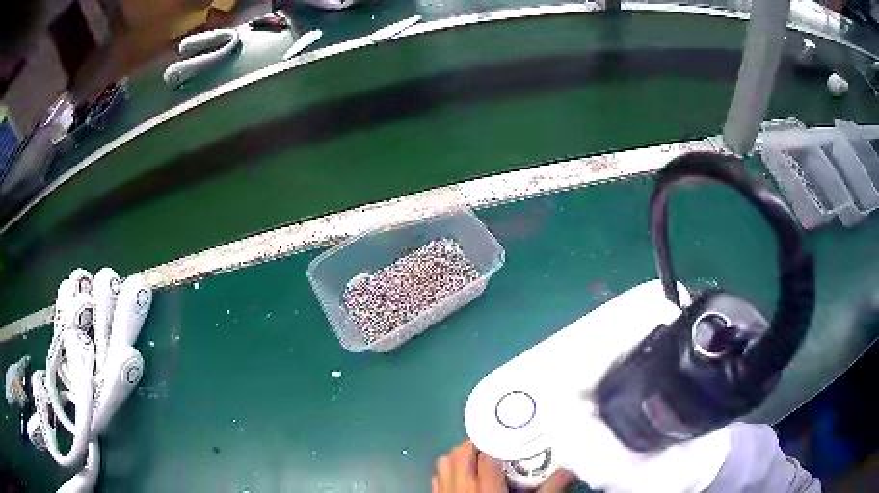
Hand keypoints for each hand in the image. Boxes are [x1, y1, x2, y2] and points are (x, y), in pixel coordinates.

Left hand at [432, 440, 573, 492]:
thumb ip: (548, 490)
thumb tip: (568, 472)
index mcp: (487, 490)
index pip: (486, 457)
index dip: (495, 443)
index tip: (506, 438)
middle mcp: (461, 488)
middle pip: (460, 454)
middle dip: (474, 445)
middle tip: (492, 446)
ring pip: (444, 462)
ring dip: (458, 456)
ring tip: (475, 459)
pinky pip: (437, 478)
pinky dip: (446, 472)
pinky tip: (459, 476)